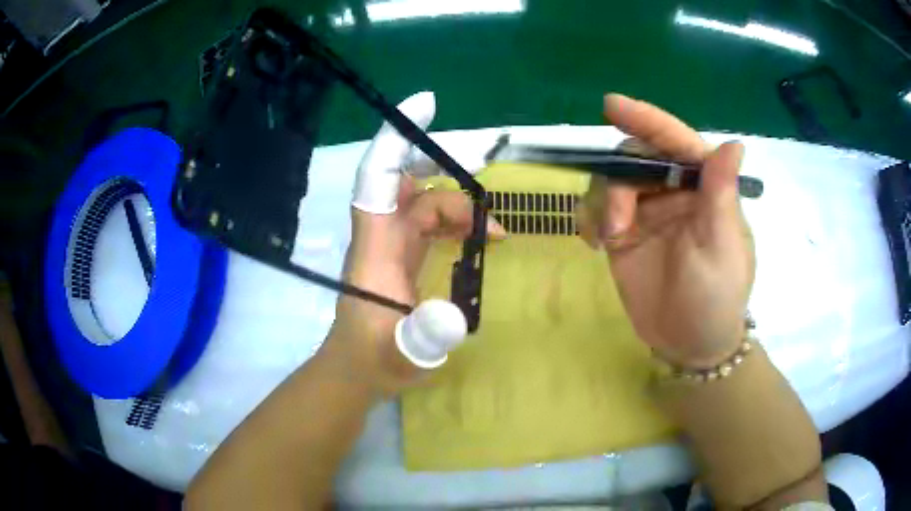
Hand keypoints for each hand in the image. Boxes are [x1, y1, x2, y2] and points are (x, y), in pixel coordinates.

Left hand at [324, 92, 503, 396]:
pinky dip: (459, 224)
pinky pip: (432, 224)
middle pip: (409, 184)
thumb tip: (455, 314)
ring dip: (461, 207)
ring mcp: (393, 245)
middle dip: (443, 170)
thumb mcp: (404, 354)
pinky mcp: (404, 257)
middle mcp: (382, 235)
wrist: (360, 371)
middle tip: (485, 173)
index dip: (395, 140)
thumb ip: (426, 337)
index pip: (377, 179)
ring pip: (426, 204)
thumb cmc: (376, 360)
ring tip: (498, 232)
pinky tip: (484, 239)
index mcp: (375, 247)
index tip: (425, 107)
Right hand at [578, 94, 754, 368]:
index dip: (647, 120)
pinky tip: (596, 244)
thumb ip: (721, 196)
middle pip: (636, 158)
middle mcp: (674, 192)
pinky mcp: (623, 236)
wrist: (688, 345)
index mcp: (704, 188)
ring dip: (604, 204)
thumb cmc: (716, 298)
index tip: (611, 105)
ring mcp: (646, 213)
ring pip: (612, 182)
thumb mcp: (722, 249)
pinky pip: (597, 210)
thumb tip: (733, 143)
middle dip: (620, 180)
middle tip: (617, 223)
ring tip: (610, 239)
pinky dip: (590, 218)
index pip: (676, 143)